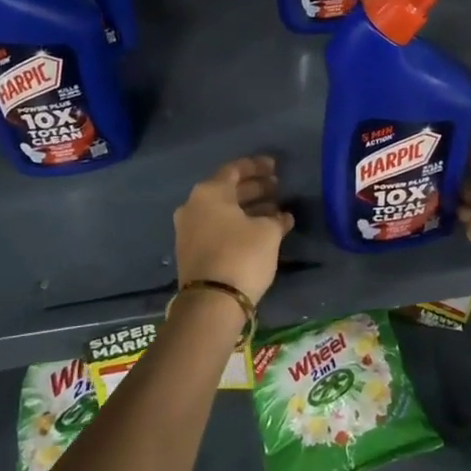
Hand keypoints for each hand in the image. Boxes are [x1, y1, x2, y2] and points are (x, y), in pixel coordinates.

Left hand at [173, 156, 293, 307]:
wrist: (211, 303)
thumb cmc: (242, 256)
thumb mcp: (268, 233)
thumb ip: (277, 218)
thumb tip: (282, 216)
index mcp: (209, 192)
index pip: (235, 169)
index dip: (257, 167)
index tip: (276, 167)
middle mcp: (194, 205)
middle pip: (228, 189)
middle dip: (254, 188)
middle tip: (277, 188)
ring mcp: (188, 229)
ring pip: (223, 210)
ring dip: (248, 208)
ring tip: (274, 211)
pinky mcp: (190, 251)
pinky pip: (217, 227)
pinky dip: (237, 224)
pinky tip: (259, 231)